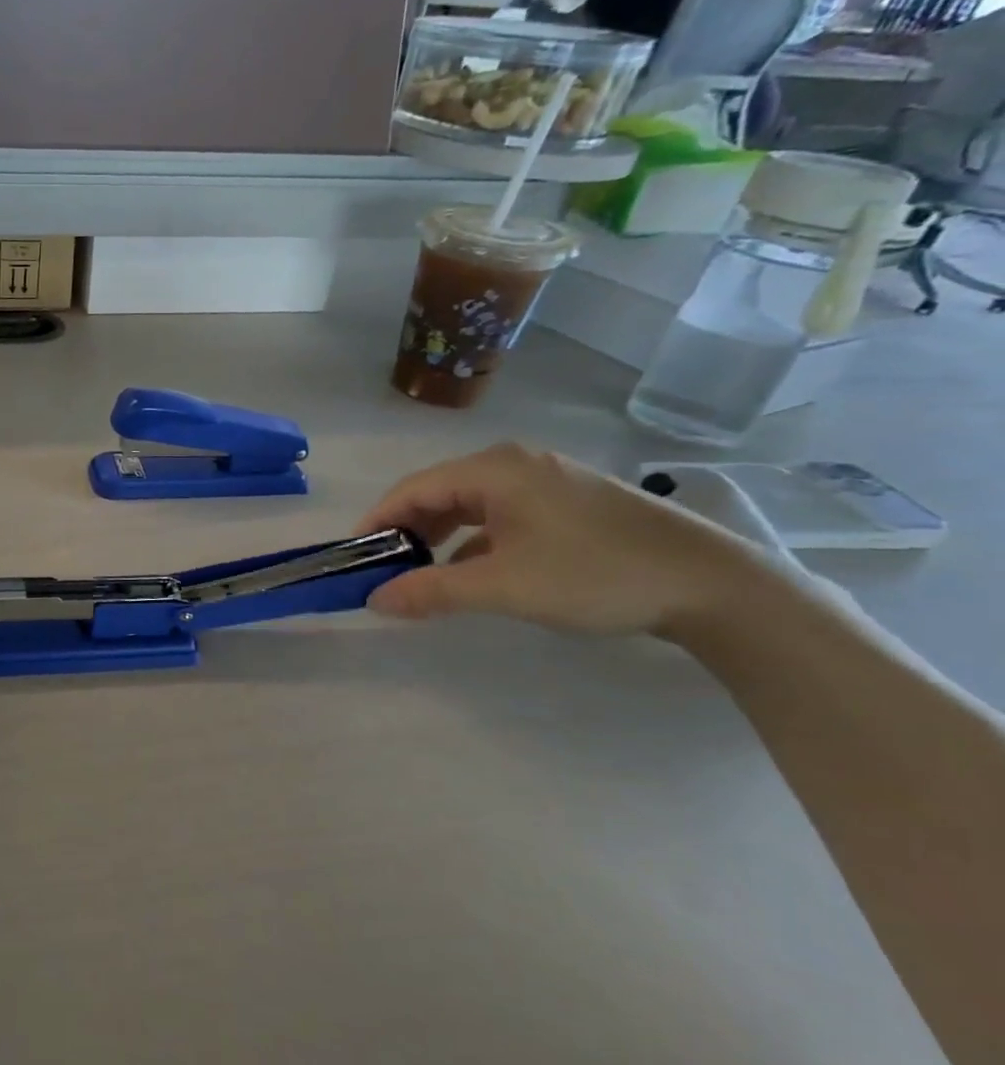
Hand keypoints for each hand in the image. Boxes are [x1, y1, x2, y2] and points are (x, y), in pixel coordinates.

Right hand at [360, 444, 769, 636]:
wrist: (711, 585)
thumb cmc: (595, 575)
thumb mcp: (503, 586)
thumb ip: (432, 591)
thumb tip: (374, 600)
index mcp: (495, 469)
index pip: (412, 489)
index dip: (376, 522)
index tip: (353, 557)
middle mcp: (515, 464)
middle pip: (438, 492)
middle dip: (405, 530)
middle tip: (383, 569)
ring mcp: (545, 480)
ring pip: (469, 504)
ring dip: (438, 536)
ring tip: (420, 572)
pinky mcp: (567, 502)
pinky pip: (499, 514)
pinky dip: (473, 539)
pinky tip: (471, 570)